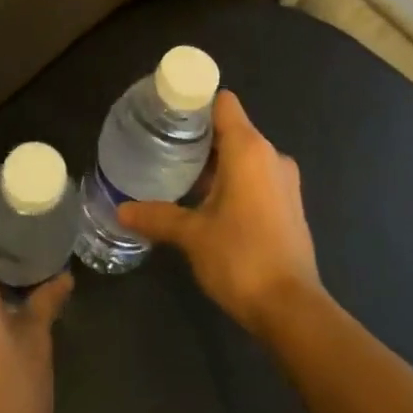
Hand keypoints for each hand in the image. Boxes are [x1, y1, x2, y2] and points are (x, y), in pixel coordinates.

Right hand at [118, 91, 320, 335]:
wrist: (291, 309)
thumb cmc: (241, 258)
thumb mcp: (192, 235)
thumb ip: (157, 217)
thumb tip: (121, 211)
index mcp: (250, 149)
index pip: (223, 103)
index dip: (196, 103)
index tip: (167, 114)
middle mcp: (271, 156)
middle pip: (232, 128)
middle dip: (199, 136)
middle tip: (162, 147)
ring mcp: (284, 181)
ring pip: (244, 156)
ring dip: (216, 162)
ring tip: (179, 174)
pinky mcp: (289, 205)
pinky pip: (256, 177)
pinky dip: (233, 180)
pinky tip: (206, 202)